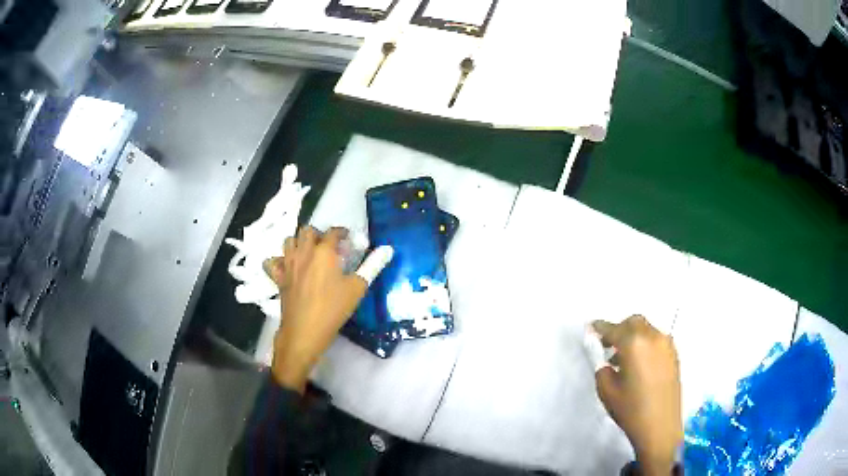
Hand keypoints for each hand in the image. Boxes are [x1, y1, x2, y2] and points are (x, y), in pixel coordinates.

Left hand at [264, 226, 390, 392]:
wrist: (304, 331)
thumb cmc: (333, 309)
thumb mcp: (357, 288)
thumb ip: (371, 266)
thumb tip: (387, 249)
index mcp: (324, 252)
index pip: (333, 232)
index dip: (342, 233)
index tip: (349, 240)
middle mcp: (304, 252)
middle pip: (307, 231)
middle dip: (318, 234)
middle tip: (328, 247)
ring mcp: (288, 264)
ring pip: (289, 241)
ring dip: (299, 243)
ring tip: (309, 254)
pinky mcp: (278, 277)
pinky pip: (272, 261)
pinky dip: (278, 261)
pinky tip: (287, 267)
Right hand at [592, 316, 681, 475]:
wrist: (661, 427)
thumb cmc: (631, 410)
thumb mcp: (607, 391)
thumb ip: (602, 370)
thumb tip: (607, 361)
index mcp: (634, 344)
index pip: (613, 329)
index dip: (600, 328)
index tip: (590, 328)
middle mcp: (653, 337)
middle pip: (634, 323)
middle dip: (619, 330)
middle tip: (608, 346)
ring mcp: (667, 345)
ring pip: (647, 330)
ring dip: (633, 338)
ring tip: (623, 360)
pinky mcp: (674, 355)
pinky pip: (657, 341)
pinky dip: (645, 345)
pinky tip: (639, 365)